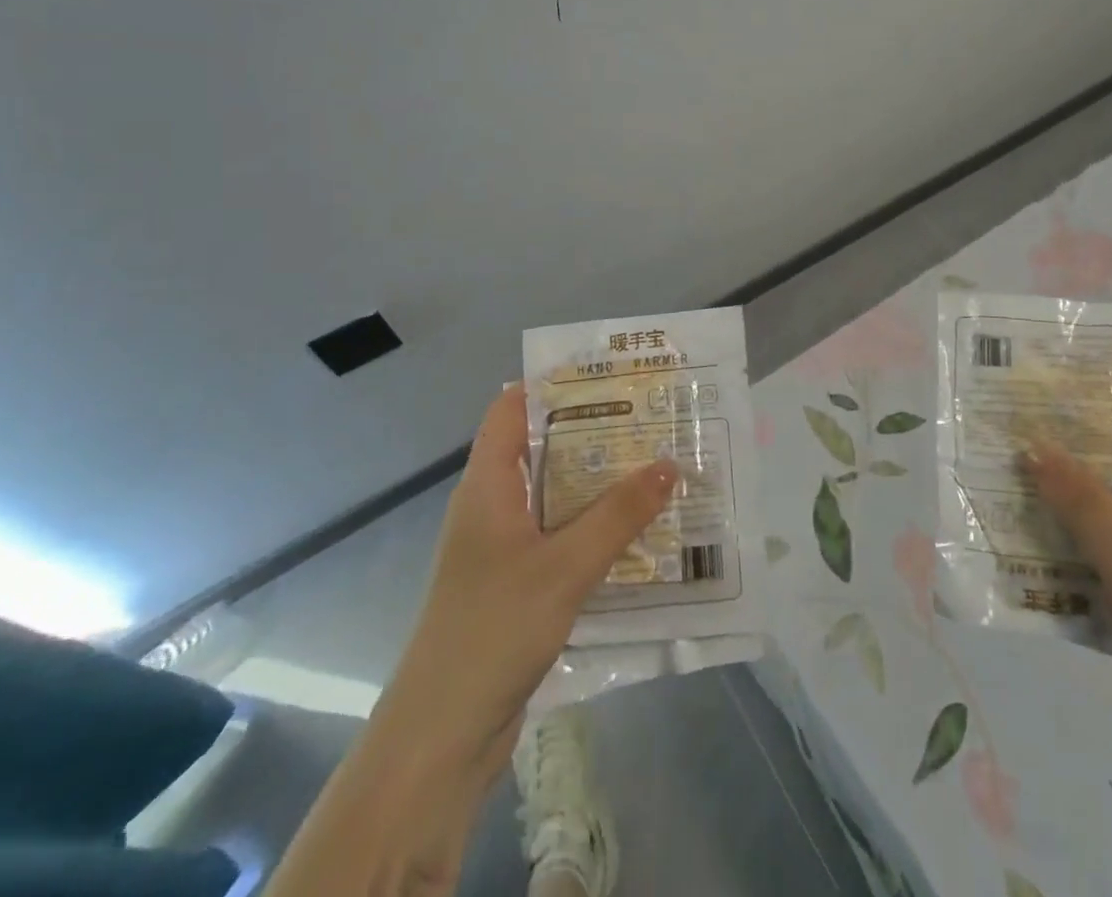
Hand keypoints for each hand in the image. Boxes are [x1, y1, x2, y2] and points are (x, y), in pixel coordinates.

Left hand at [393, 383, 678, 787]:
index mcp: (487, 486)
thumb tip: (669, 464)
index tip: (607, 373)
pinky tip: (637, 532)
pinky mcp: (516, 586)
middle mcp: (492, 508)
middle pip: (542, 450)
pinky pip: (561, 538)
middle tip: (651, 417)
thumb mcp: (564, 566)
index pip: (511, 409)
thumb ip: (619, 515)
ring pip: (556, 497)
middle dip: (593, 432)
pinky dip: (594, 527)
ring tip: (656, 465)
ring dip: (599, 483)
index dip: (553, 384)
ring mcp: (502, 549)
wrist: (441, 738)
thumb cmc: (493, 630)